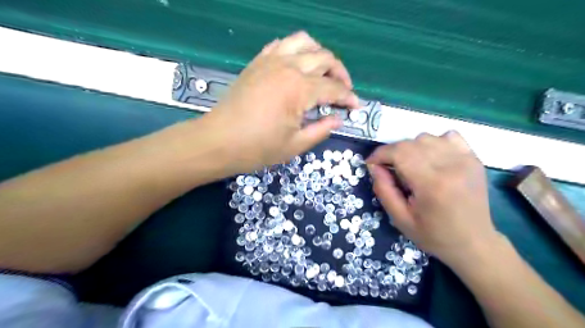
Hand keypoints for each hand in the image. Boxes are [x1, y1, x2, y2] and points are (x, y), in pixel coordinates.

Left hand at [207, 32, 359, 171]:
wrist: (218, 141)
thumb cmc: (257, 148)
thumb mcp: (295, 145)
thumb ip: (321, 129)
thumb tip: (338, 119)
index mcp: (299, 89)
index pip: (333, 88)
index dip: (348, 97)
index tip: (356, 106)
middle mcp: (288, 67)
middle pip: (324, 59)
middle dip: (340, 74)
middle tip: (344, 91)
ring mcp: (271, 60)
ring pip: (305, 42)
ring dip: (320, 55)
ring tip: (324, 73)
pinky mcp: (258, 61)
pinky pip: (282, 44)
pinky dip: (297, 49)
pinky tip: (298, 64)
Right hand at [365, 131, 497, 266]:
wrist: (474, 243)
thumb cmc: (434, 235)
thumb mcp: (400, 219)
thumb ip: (383, 190)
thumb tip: (374, 166)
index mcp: (431, 184)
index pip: (399, 152)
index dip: (380, 154)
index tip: (371, 164)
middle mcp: (450, 166)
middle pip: (410, 143)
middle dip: (392, 153)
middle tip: (389, 169)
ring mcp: (465, 159)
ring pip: (426, 137)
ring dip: (411, 148)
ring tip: (410, 166)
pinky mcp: (473, 158)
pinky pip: (448, 136)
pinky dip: (433, 143)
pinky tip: (431, 159)